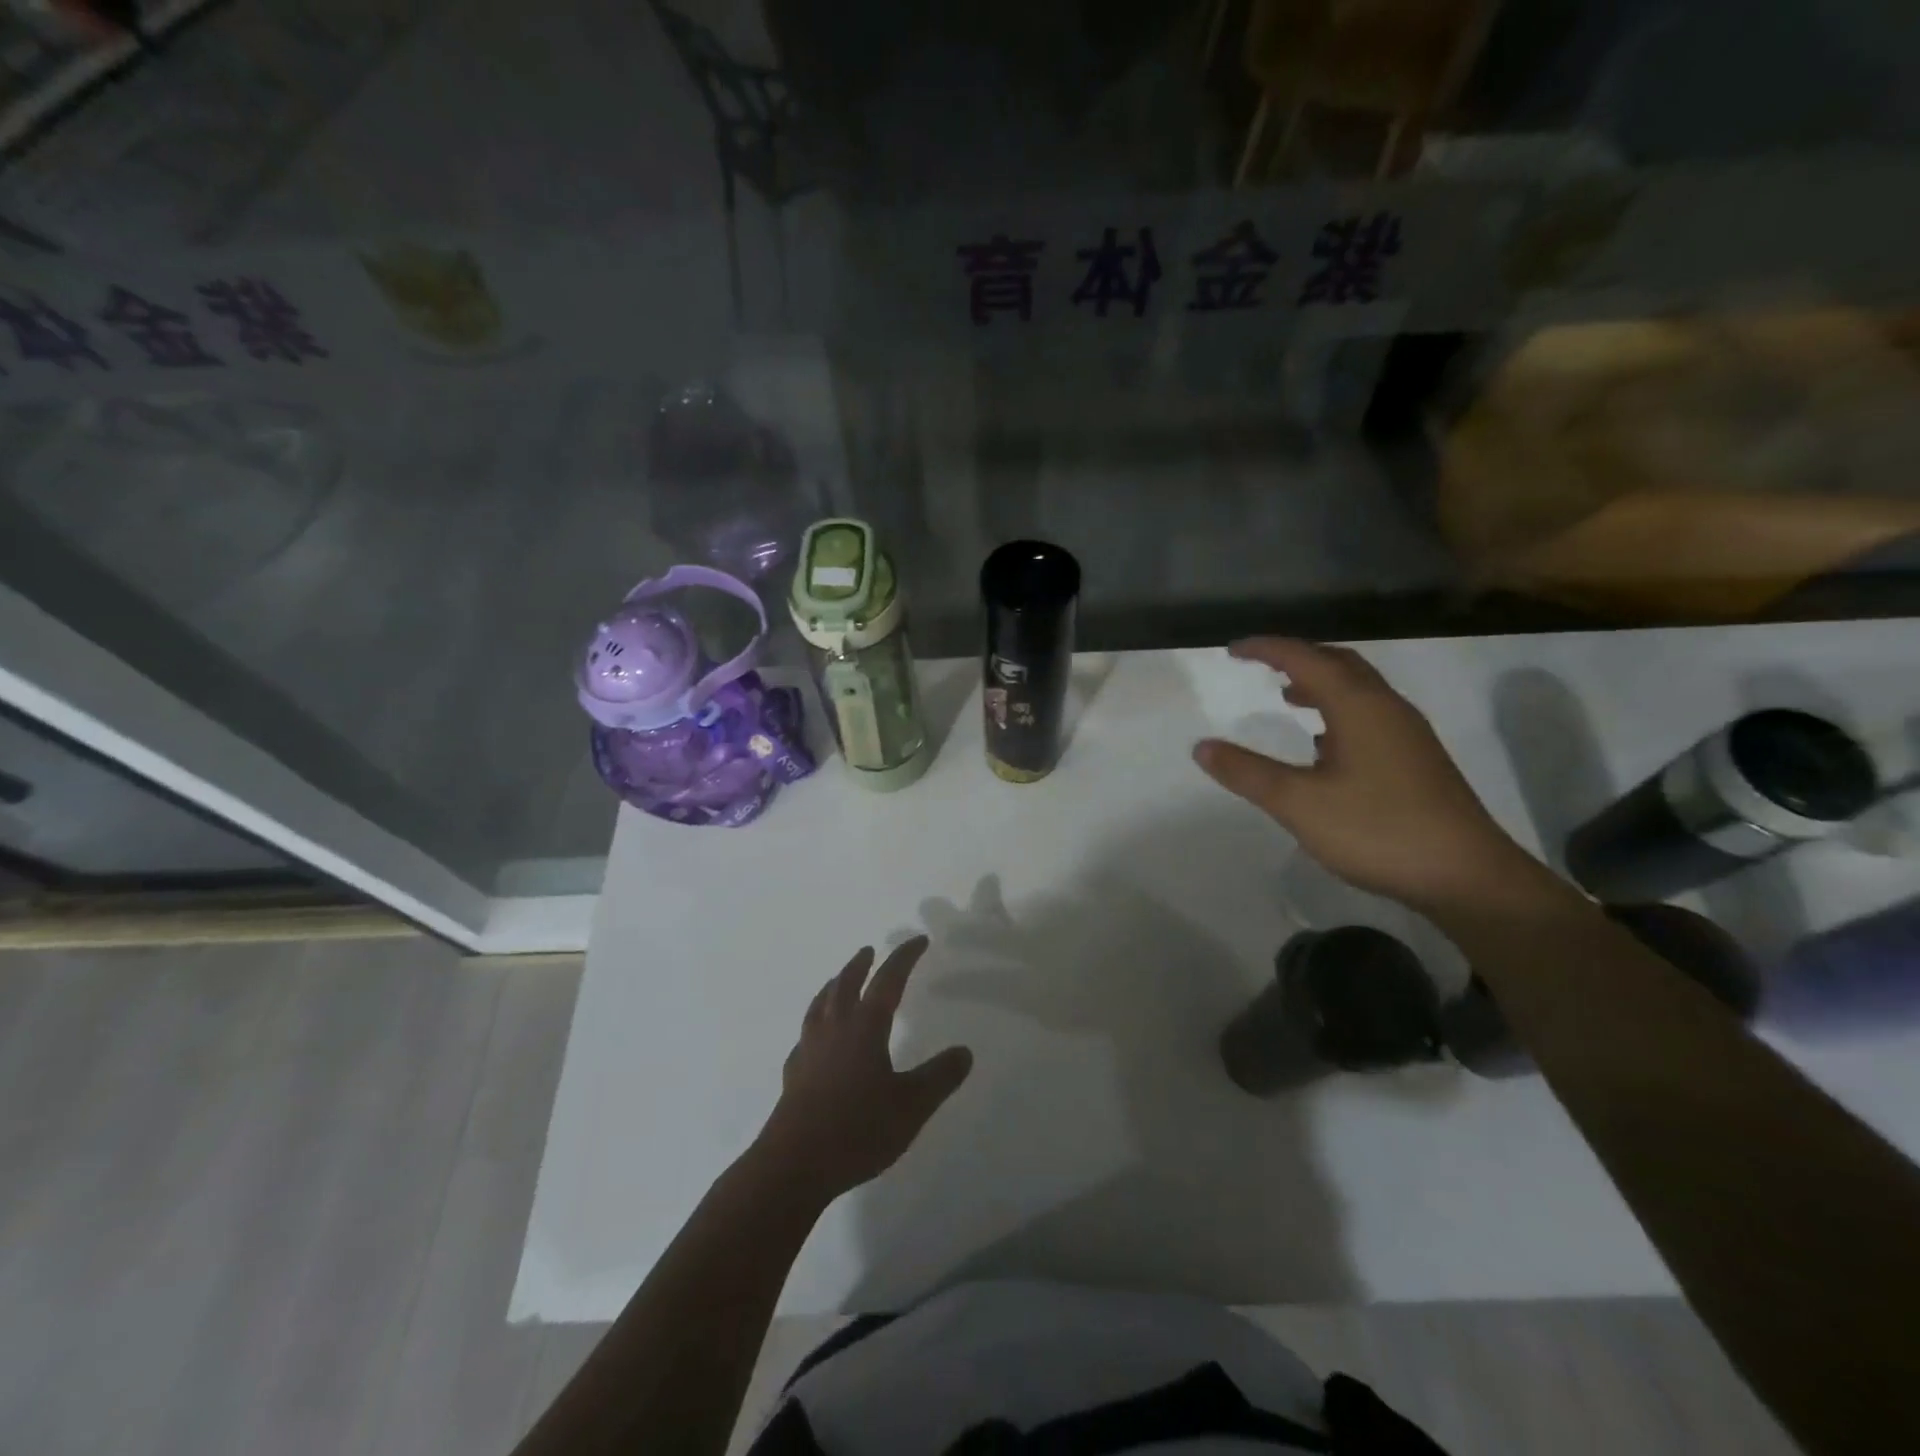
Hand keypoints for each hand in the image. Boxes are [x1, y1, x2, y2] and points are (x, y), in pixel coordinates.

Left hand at [755, 937, 972, 1203]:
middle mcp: (835, 1028)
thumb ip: (939, 1077)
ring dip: (833, 986)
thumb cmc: (858, 1130)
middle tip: (869, 951)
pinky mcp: (793, 1073)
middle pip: (846, 983)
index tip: (919, 940)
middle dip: (861, 964)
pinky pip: (805, 1034)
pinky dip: (815, 1023)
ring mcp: (809, 1049)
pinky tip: (815, 1037)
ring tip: (838, 982)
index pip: (888, 979)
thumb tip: (965, 1051)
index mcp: (865, 1026)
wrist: (793, 1164)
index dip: (904, 957)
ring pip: (821, 1004)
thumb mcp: (912, 1106)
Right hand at [1194, 638, 1541, 911]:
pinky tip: (1324, 745)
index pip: (1306, 659)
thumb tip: (1201, 746)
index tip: (1232, 650)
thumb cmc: (1378, 830)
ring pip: (1359, 691)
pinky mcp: (1416, 761)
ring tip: (1288, 697)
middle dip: (1298, 658)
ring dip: (1320, 685)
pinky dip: (1338, 712)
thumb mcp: (1299, 803)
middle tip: (1261, 665)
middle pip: (1340, 664)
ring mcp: (1407, 735)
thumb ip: (1248, 773)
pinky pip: (1370, 716)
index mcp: (1359, 707)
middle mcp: (1387, 709)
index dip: (1267, 649)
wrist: (1467, 877)